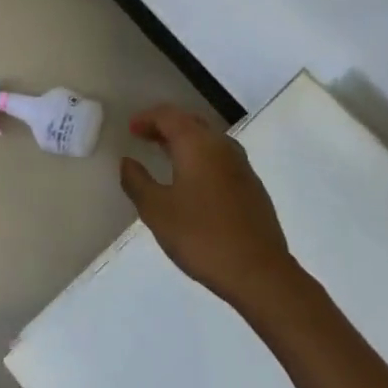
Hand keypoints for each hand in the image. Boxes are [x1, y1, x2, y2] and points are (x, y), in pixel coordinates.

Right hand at [121, 105, 298, 311]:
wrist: (259, 272)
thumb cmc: (201, 236)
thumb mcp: (157, 211)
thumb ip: (137, 182)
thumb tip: (128, 162)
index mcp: (197, 144)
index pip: (168, 115)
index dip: (147, 118)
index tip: (130, 129)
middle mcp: (222, 146)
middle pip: (190, 122)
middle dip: (166, 126)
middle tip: (145, 138)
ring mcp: (242, 165)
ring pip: (208, 140)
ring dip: (185, 142)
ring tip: (166, 157)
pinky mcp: (252, 186)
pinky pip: (221, 158)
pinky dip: (201, 158)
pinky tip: (194, 183)